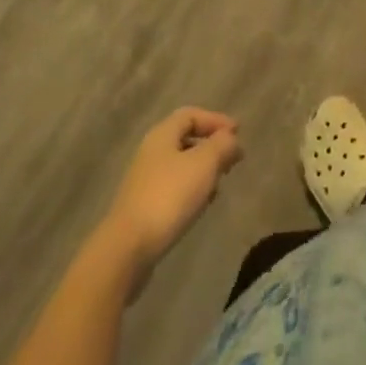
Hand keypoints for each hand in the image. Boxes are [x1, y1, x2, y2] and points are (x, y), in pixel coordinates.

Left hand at [100, 108, 242, 282]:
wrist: (127, 249)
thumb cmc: (169, 197)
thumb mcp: (204, 164)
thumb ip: (222, 145)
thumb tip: (232, 139)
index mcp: (163, 134)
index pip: (192, 114)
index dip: (216, 120)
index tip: (238, 133)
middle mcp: (151, 152)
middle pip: (185, 139)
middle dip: (211, 146)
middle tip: (231, 159)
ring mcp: (145, 181)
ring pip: (180, 166)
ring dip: (202, 170)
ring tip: (219, 184)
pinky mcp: (143, 208)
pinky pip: (173, 189)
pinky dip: (191, 190)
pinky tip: (200, 206)